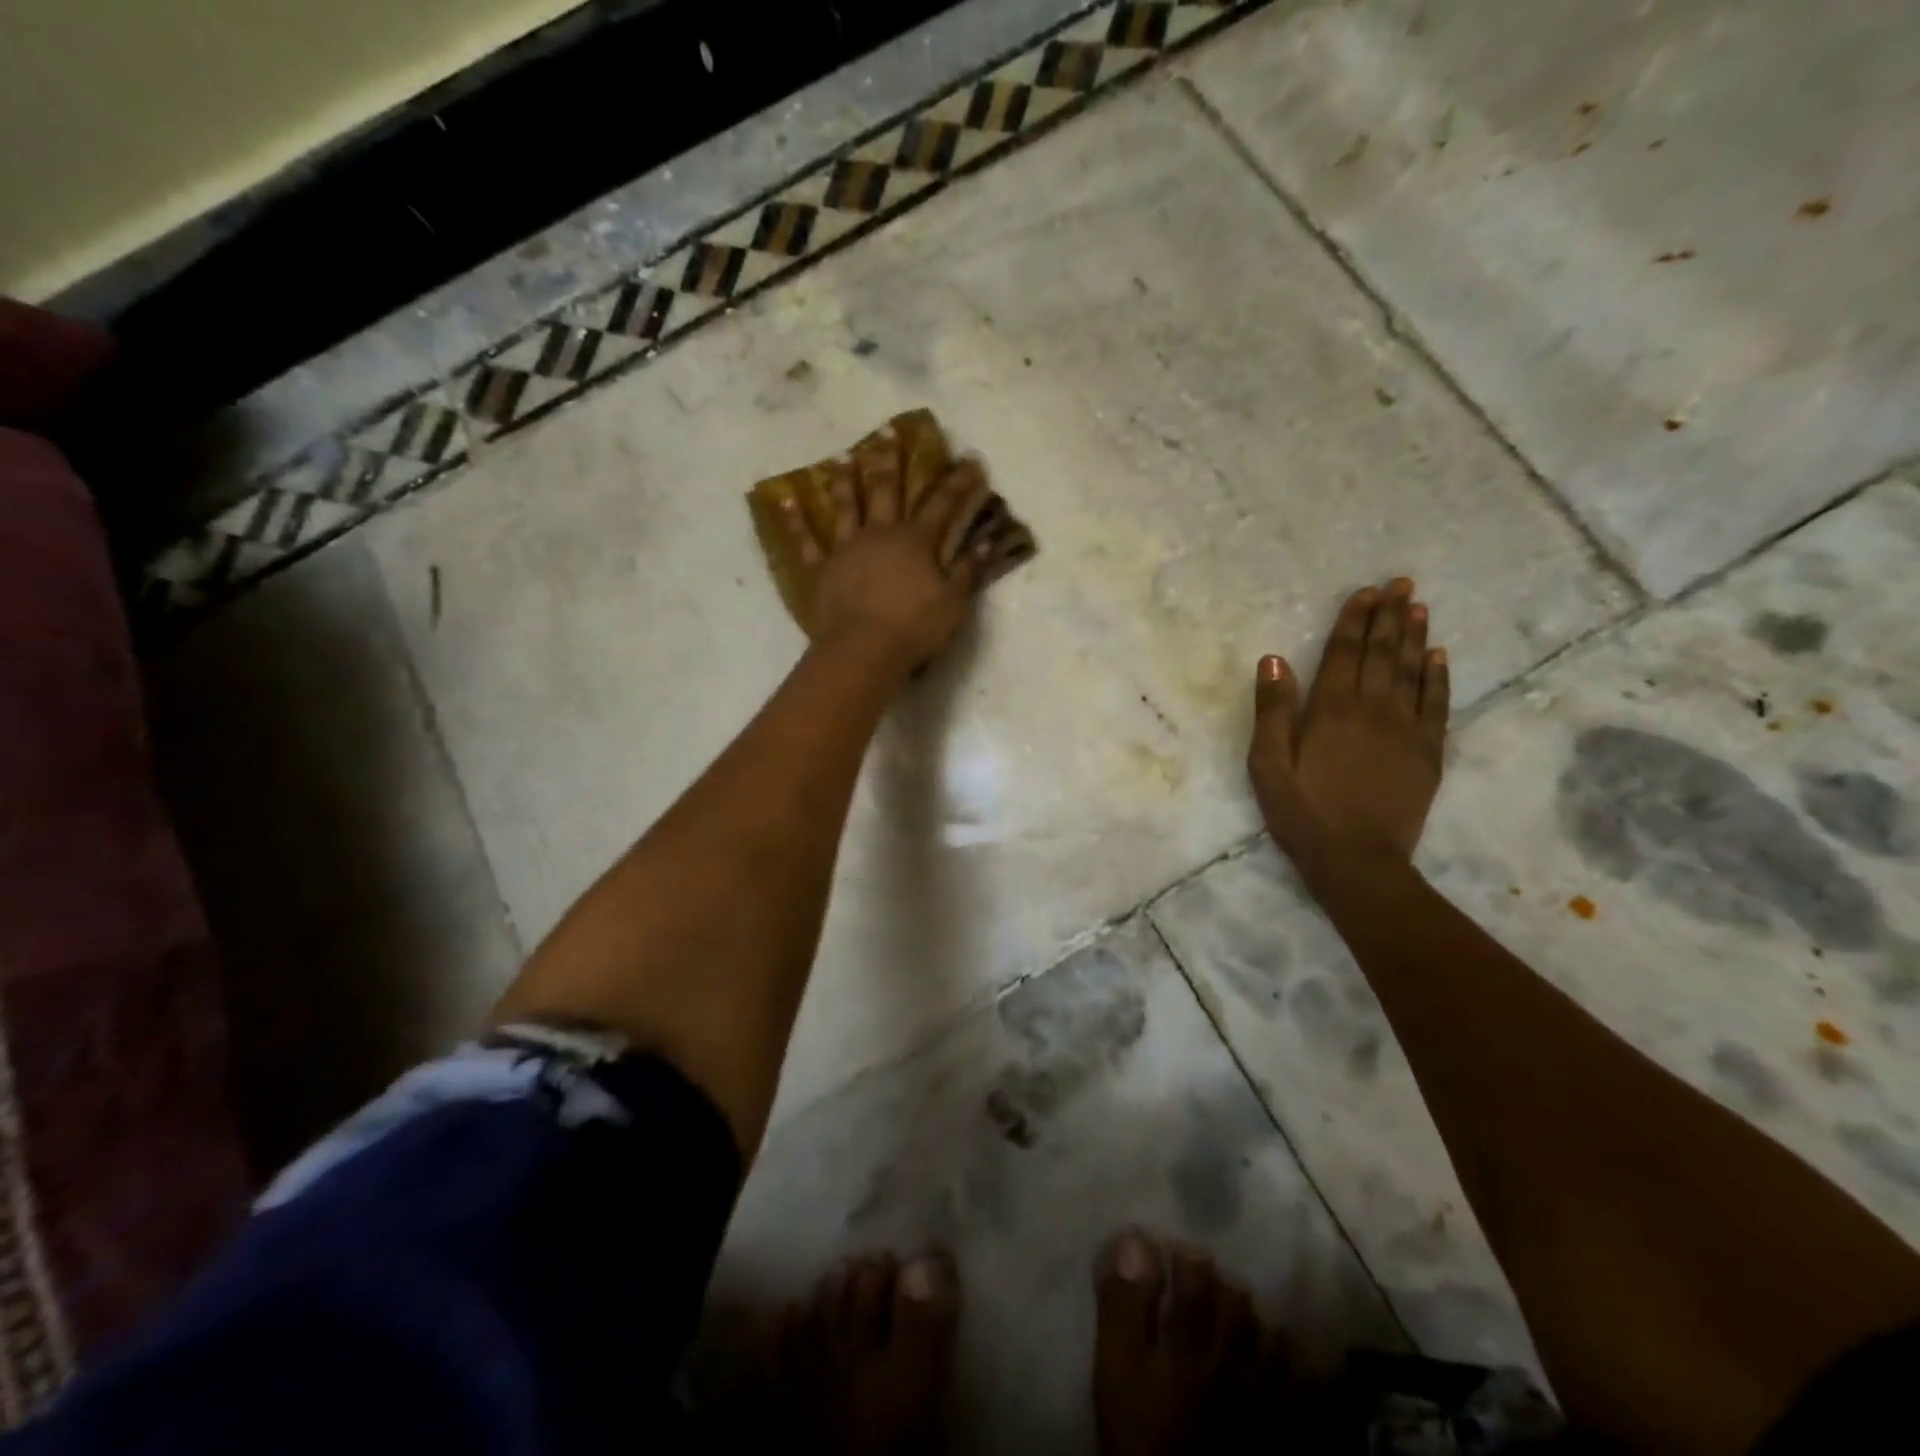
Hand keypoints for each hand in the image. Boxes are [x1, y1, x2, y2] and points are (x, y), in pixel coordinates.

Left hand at [777, 427, 998, 674]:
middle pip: (886, 491)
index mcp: (916, 541)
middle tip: (888, 432)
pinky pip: (807, 543)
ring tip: (843, 457)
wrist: (864, 650)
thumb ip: (968, 570)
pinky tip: (787, 502)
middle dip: (891, 462)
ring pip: (846, 507)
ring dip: (845, 481)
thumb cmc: (915, 627)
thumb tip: (986, 542)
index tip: (971, 459)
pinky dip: (797, 522)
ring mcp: (847, 549)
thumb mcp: (953, 602)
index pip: (943, 505)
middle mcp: (880, 534)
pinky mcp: (823, 570)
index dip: (959, 483)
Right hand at [1246, 578, 1449, 861]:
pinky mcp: (1429, 753)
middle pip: (1382, 654)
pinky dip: (1438, 677)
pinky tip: (1439, 657)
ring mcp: (1407, 730)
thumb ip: (1272, 711)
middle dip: (1390, 616)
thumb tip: (1274, 659)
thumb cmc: (1302, 813)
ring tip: (1418, 607)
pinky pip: (1437, 705)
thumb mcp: (1267, 765)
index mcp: (1330, 711)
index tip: (1366, 592)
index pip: (1345, 653)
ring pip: (1412, 672)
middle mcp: (1373, 710)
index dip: (1354, 620)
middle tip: (1401, 584)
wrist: (1357, 860)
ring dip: (1414, 637)